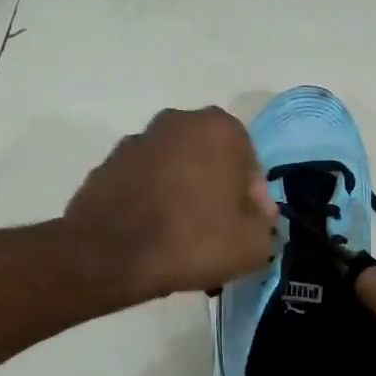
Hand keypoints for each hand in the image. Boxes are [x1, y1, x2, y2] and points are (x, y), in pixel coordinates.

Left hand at [62, 107, 277, 302]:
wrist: (109, 254)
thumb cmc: (192, 240)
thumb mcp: (253, 246)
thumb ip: (266, 227)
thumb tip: (257, 218)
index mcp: (221, 128)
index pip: (251, 168)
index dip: (252, 204)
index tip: (245, 232)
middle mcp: (179, 121)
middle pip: (213, 163)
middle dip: (218, 193)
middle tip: (217, 234)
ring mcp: (139, 139)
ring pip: (177, 171)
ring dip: (185, 195)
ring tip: (183, 238)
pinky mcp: (109, 162)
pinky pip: (146, 183)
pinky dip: (154, 201)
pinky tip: (153, 234)